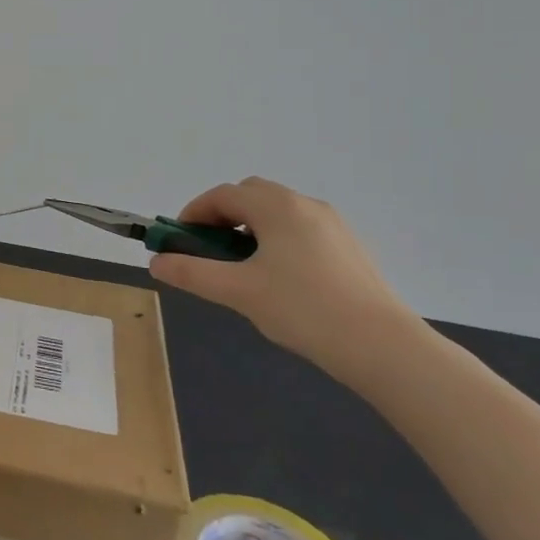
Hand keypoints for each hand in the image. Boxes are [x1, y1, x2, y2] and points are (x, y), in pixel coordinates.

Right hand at [147, 178, 419, 376]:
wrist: (382, 345)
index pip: (223, 195)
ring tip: (241, 268)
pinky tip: (279, 280)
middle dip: (222, 216)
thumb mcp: (238, 292)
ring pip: (278, 213)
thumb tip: (156, 262)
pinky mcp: (348, 247)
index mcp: (276, 206)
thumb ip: (193, 273)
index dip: (194, 212)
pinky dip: (276, 240)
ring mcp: (332, 224)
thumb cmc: (303, 309)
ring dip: (250, 228)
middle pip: (251, 195)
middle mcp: (304, 204)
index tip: (178, 239)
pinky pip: (300, 230)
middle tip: (208, 250)